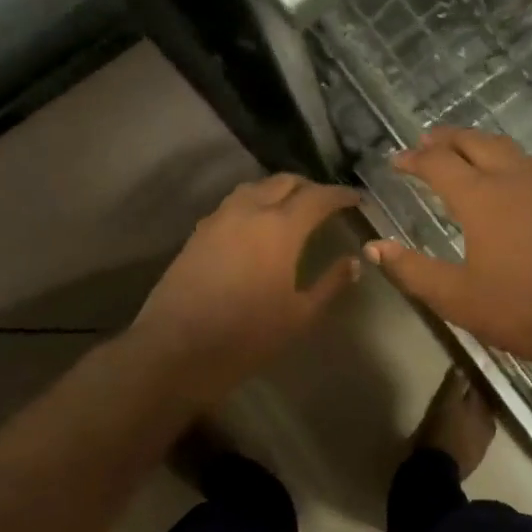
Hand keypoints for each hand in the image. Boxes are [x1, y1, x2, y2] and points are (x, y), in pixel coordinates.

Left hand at [133, 174, 360, 403]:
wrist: (176, 350)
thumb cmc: (247, 336)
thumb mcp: (300, 315)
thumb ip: (330, 284)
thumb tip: (353, 262)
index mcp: (280, 228)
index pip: (317, 197)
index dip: (339, 195)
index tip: (355, 198)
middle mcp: (249, 212)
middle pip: (283, 182)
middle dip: (309, 186)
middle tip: (325, 202)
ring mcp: (218, 219)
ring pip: (254, 188)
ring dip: (277, 190)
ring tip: (291, 207)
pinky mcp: (198, 233)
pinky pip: (232, 204)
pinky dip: (253, 203)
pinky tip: (257, 226)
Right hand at [365, 127, 531, 383]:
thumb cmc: (518, 310)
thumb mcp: (454, 297)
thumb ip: (411, 269)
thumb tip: (374, 247)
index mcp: (481, 197)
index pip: (439, 163)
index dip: (414, 159)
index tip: (396, 161)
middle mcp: (513, 180)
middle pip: (475, 142)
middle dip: (446, 138)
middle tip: (425, 142)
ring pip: (506, 148)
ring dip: (477, 143)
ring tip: (460, 152)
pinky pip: (527, 165)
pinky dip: (504, 159)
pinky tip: (502, 180)